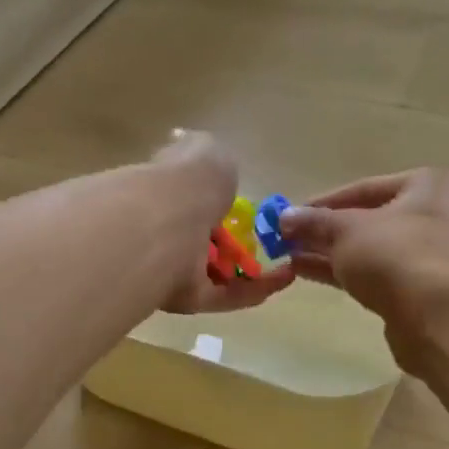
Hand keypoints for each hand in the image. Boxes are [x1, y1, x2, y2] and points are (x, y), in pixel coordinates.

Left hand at [148, 131, 293, 314]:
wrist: (166, 222)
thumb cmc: (187, 180)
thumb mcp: (204, 150)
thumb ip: (208, 157)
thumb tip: (198, 155)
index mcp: (163, 192)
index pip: (187, 198)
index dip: (213, 200)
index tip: (241, 204)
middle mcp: (162, 231)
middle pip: (197, 238)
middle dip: (229, 240)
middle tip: (267, 237)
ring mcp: (173, 267)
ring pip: (211, 271)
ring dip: (247, 268)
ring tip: (285, 260)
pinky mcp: (188, 298)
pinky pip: (224, 296)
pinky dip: (254, 289)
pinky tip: (284, 278)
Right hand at [278, 169, 448, 355]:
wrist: (440, 317)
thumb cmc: (396, 255)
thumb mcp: (346, 231)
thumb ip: (314, 222)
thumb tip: (284, 216)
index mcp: (427, 186)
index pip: (364, 188)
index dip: (323, 203)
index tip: (291, 217)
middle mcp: (437, 215)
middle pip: (369, 220)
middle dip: (325, 232)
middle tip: (288, 240)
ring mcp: (433, 255)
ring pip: (372, 250)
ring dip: (331, 254)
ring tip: (291, 259)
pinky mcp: (424, 290)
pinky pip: (379, 274)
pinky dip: (347, 273)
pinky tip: (311, 274)